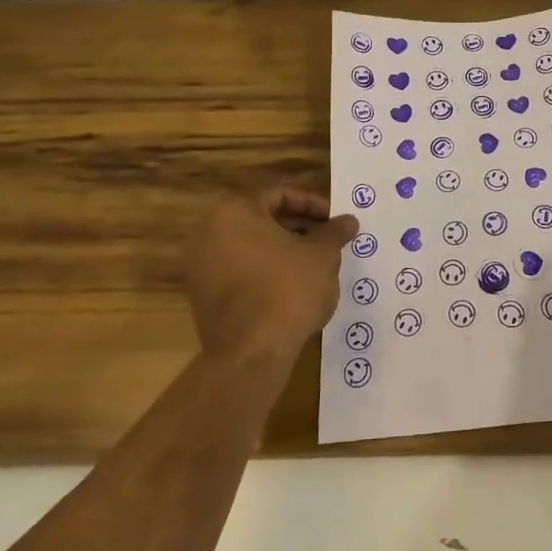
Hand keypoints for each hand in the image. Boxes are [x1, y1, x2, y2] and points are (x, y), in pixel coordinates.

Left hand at [188, 188, 357, 364]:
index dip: (314, 205)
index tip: (335, 222)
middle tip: (329, 242)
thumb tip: (348, 221)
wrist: (250, 355)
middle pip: (264, 220)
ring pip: (254, 248)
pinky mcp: (204, 299)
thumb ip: (334, 232)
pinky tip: (295, 290)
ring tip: (318, 266)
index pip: (281, 195)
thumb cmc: (287, 290)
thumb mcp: (322, 254)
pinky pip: (243, 273)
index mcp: (235, 212)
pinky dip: (268, 274)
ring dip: (286, 252)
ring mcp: (202, 268)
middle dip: (301, 229)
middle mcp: (210, 233)